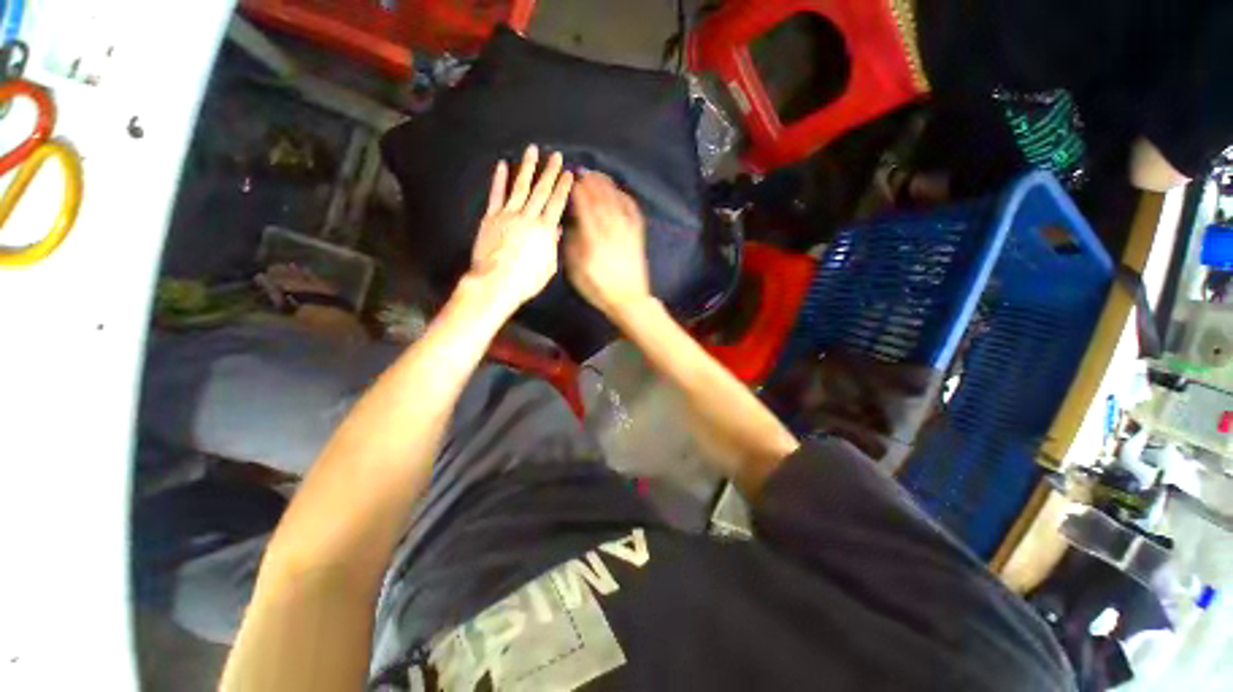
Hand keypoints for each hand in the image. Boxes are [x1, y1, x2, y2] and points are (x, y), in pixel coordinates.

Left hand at [468, 145, 573, 310]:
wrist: (496, 283)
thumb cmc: (526, 280)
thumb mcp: (548, 267)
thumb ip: (552, 246)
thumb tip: (556, 229)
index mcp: (545, 230)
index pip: (556, 204)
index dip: (563, 187)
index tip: (569, 174)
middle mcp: (528, 217)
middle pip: (541, 191)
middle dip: (550, 172)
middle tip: (556, 156)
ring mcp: (508, 215)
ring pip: (520, 187)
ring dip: (527, 167)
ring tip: (533, 150)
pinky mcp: (491, 217)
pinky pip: (496, 194)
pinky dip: (499, 179)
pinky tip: (502, 164)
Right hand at [565, 172, 651, 320]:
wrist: (629, 299)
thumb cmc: (599, 288)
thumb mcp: (577, 270)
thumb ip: (573, 246)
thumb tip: (571, 226)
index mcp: (593, 238)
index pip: (584, 207)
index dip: (578, 191)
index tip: (571, 180)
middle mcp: (611, 229)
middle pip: (601, 199)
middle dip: (591, 182)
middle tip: (583, 171)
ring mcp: (626, 231)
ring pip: (617, 201)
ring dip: (607, 185)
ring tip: (598, 175)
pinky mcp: (637, 235)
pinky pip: (633, 211)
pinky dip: (625, 198)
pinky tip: (619, 192)